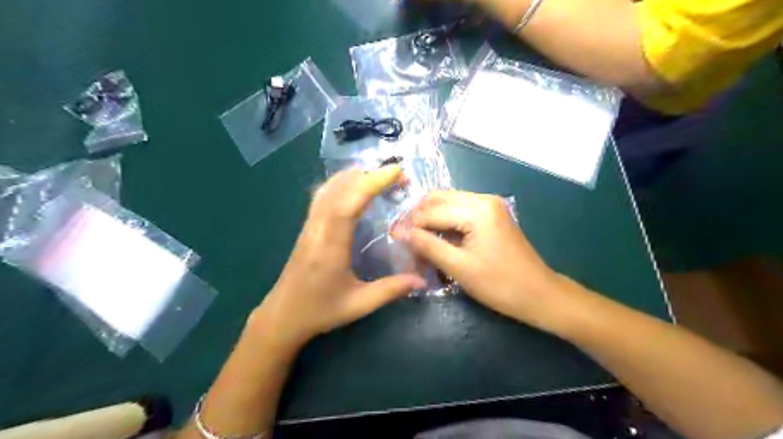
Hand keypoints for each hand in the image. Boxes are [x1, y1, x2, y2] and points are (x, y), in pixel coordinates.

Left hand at [254, 165, 425, 352]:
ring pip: (328, 188)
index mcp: (330, 246)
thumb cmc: (319, 311)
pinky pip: (323, 196)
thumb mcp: (358, 305)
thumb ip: (390, 290)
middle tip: (398, 177)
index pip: (348, 203)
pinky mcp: (307, 227)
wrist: (282, 316)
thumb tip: (421, 280)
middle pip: (339, 188)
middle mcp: (317, 229)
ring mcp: (309, 226)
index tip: (396, 173)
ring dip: (355, 176)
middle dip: (369, 175)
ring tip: (380, 176)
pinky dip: (341, 183)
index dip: (372, 182)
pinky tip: (354, 187)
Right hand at [392, 190, 570, 330]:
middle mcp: (483, 199)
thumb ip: (428, 246)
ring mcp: (489, 206)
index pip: (432, 210)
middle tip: (404, 238)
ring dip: (430, 220)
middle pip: (438, 199)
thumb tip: (400, 232)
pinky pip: (459, 213)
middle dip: (418, 218)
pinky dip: (444, 224)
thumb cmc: (500, 284)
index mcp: (477, 208)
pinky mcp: (491, 216)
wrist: (540, 295)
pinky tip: (436, 240)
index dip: (410, 224)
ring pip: (448, 204)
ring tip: (417, 241)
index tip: (393, 238)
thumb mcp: (459, 267)